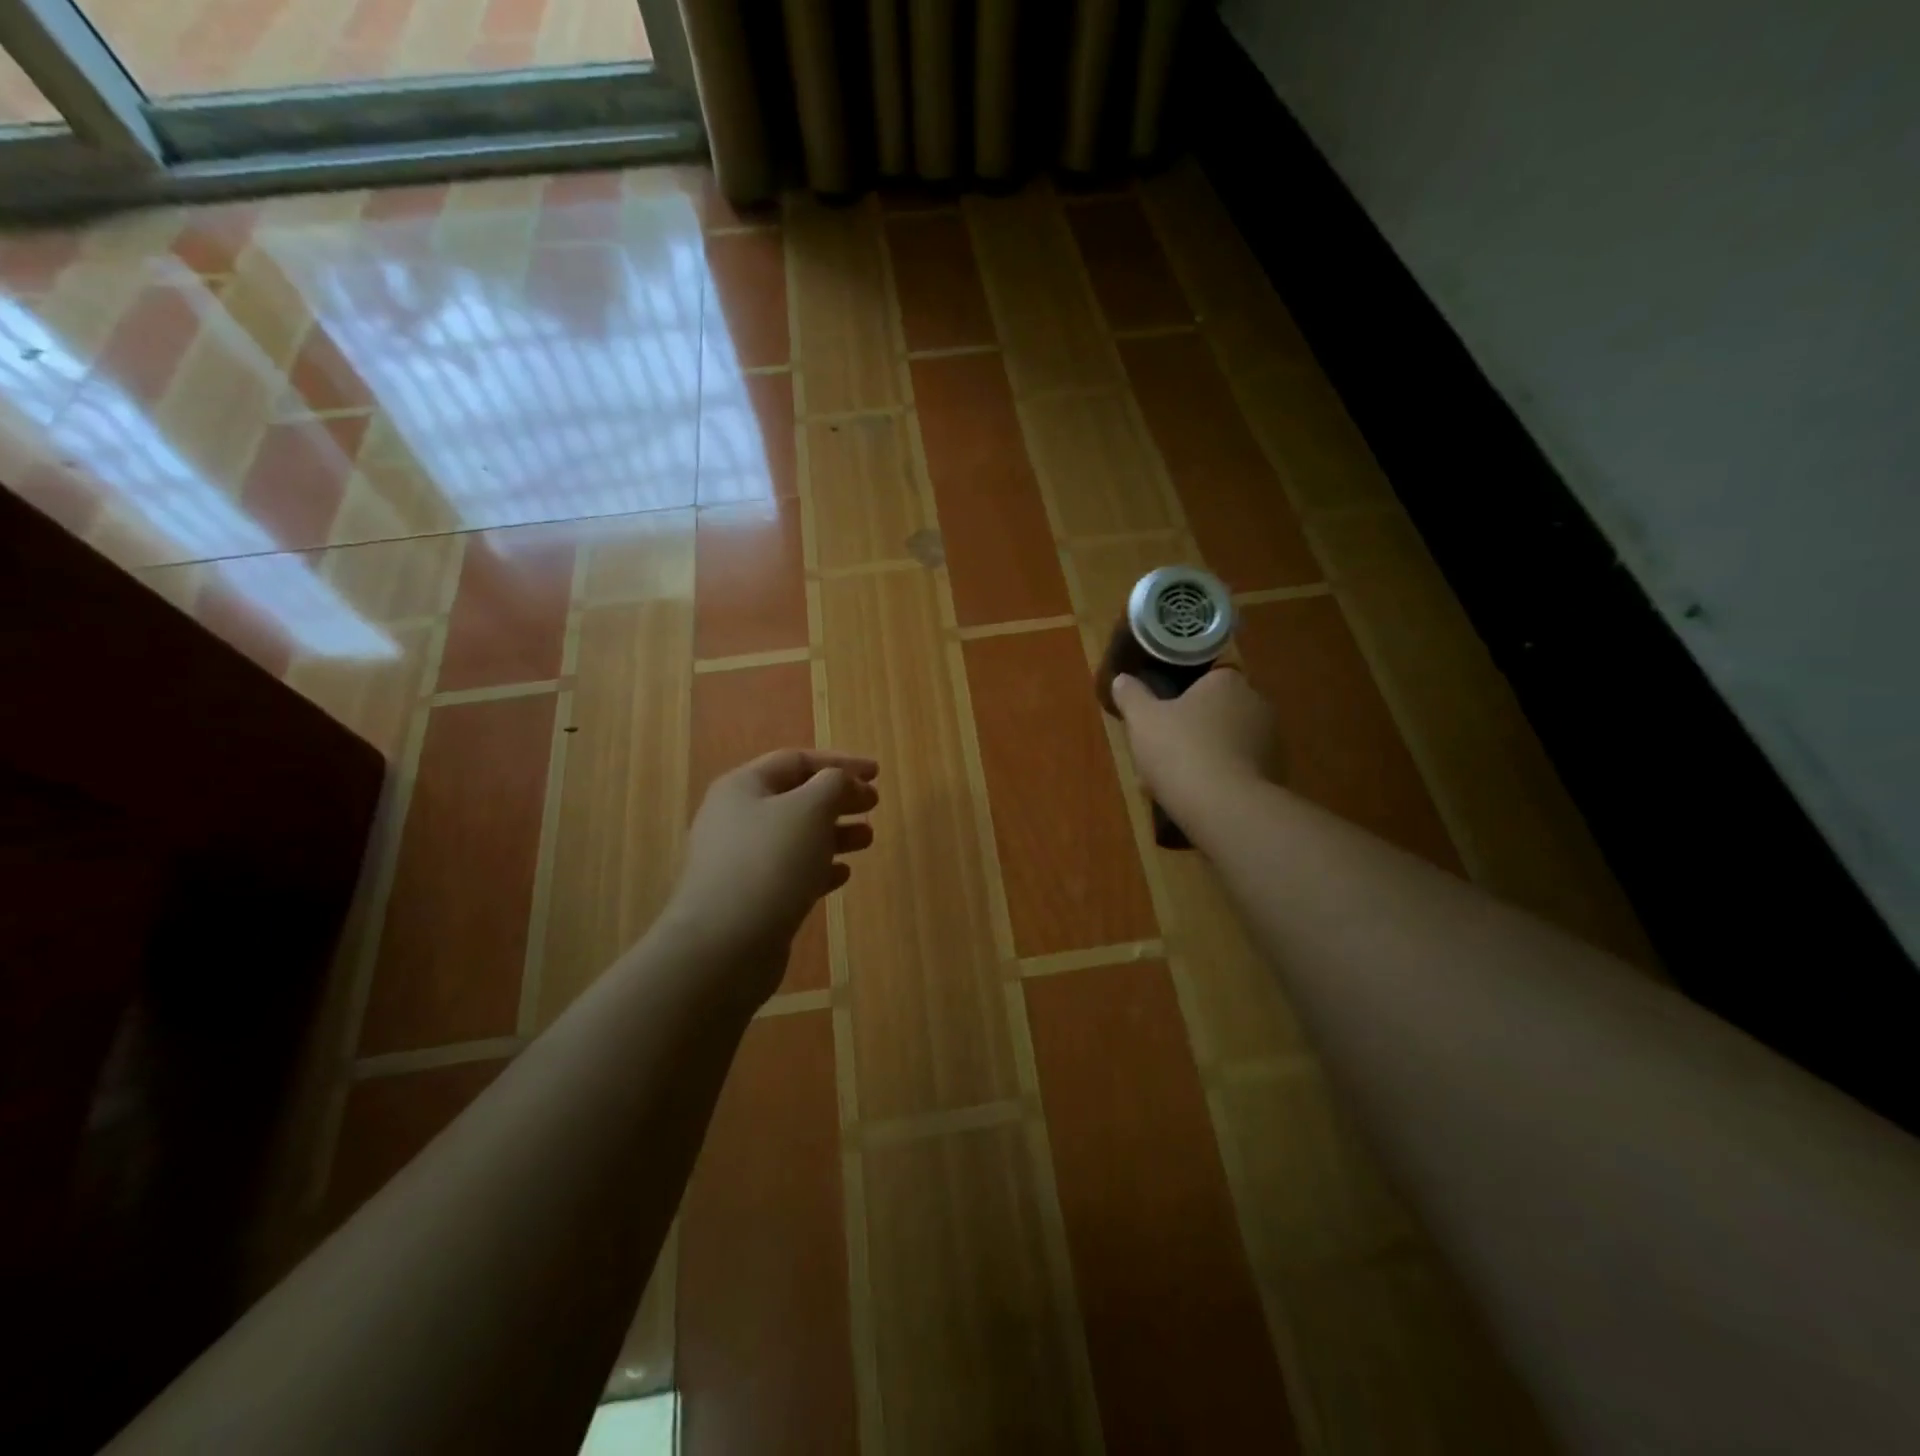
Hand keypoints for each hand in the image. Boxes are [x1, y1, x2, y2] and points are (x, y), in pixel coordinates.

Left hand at [669, 749, 878, 994]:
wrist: (724, 945)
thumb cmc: (770, 862)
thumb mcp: (810, 809)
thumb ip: (834, 784)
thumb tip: (843, 783)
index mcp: (743, 787)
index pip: (796, 760)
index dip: (839, 762)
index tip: (876, 773)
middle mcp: (736, 818)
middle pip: (796, 797)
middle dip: (838, 798)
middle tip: (874, 804)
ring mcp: (740, 861)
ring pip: (795, 836)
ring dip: (834, 833)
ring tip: (867, 839)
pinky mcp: (749, 897)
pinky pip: (790, 871)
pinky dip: (819, 868)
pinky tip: (843, 875)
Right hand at [1111, 668, 1277, 819]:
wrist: (1223, 806)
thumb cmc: (1180, 750)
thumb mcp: (1142, 720)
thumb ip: (1131, 696)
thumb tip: (1121, 679)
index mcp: (1227, 682)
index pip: (1208, 679)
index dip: (1185, 695)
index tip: (1165, 715)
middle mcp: (1257, 704)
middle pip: (1219, 711)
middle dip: (1195, 728)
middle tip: (1165, 749)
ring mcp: (1271, 741)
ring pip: (1229, 743)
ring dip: (1208, 755)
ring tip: (1176, 781)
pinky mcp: (1276, 775)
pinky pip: (1241, 770)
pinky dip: (1222, 779)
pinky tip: (1198, 798)